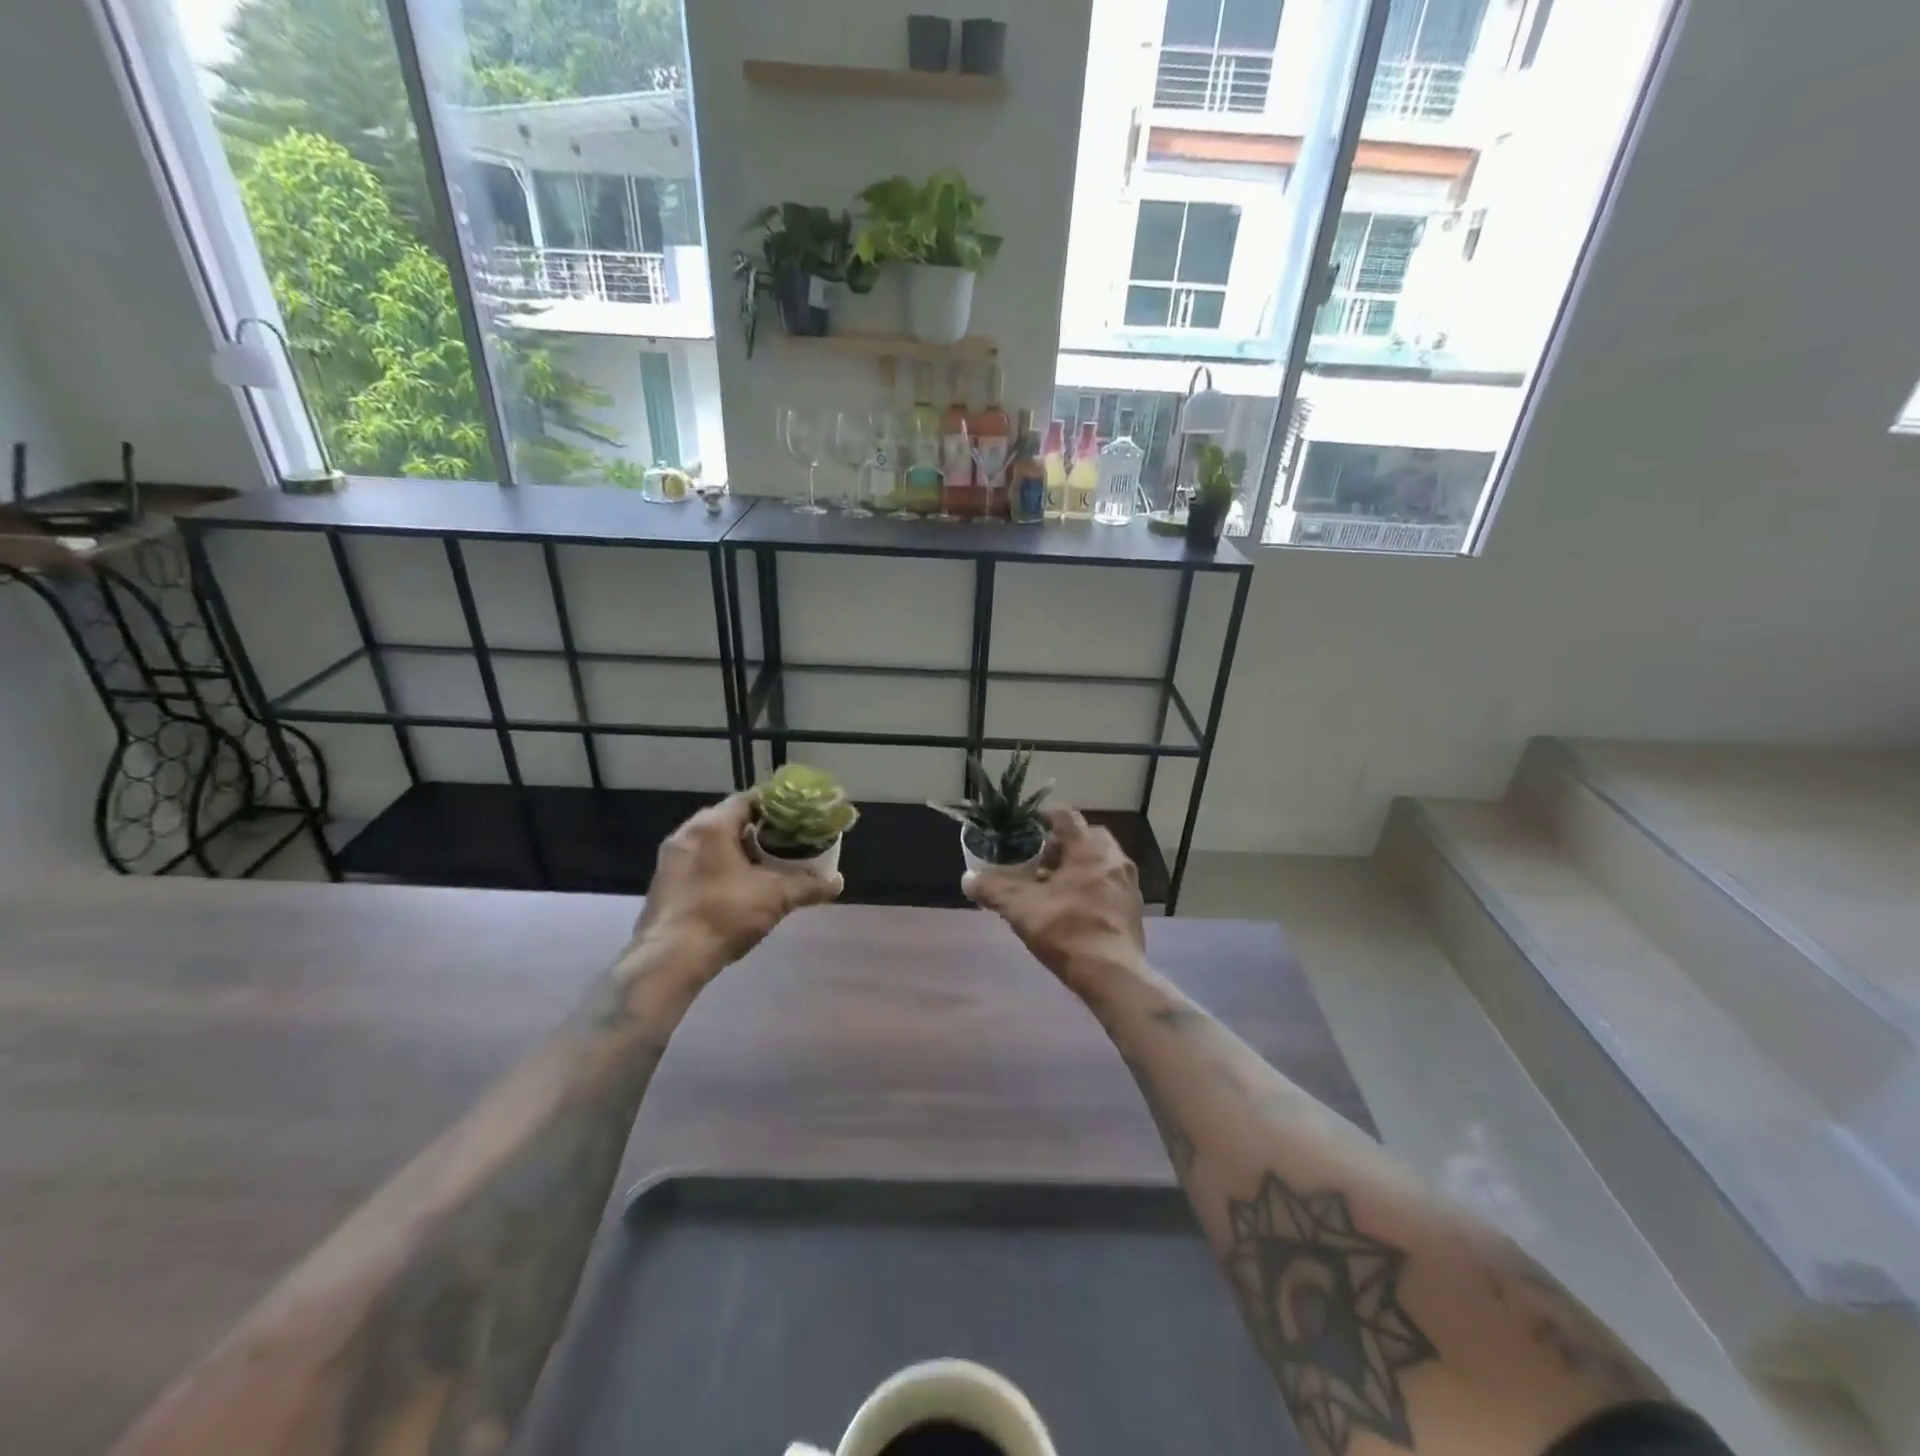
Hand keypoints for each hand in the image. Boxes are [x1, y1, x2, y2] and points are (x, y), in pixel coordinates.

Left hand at [631, 793, 842, 972]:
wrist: (668, 960)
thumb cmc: (723, 915)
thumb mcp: (774, 898)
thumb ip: (807, 885)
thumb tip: (837, 882)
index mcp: (712, 825)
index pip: (750, 799)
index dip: (777, 808)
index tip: (798, 820)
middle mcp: (687, 832)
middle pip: (731, 820)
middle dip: (760, 831)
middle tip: (787, 844)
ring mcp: (671, 858)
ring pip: (713, 843)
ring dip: (739, 851)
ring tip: (767, 867)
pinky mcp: (664, 882)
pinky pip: (699, 862)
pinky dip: (721, 867)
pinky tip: (739, 888)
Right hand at [962, 805, 1144, 988]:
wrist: (1113, 976)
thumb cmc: (1068, 931)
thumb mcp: (1022, 909)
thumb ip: (993, 890)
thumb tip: (968, 879)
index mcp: (1089, 849)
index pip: (1067, 816)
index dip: (1045, 816)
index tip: (1028, 827)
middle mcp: (1114, 858)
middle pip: (1087, 836)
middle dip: (1063, 844)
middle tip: (1040, 860)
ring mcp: (1128, 883)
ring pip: (1101, 860)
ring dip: (1079, 865)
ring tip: (1055, 885)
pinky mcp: (1134, 907)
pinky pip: (1110, 883)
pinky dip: (1092, 885)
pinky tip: (1075, 907)